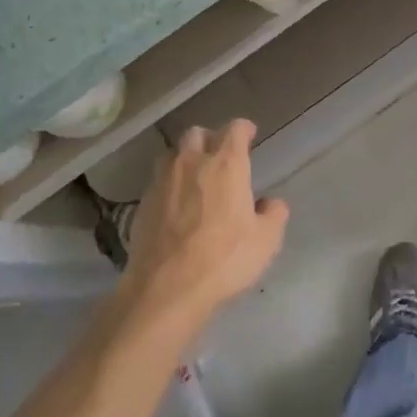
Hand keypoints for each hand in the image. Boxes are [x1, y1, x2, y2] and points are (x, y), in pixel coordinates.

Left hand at [122, 120, 287, 330]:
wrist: (166, 288)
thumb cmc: (224, 259)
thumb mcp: (266, 241)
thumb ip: (273, 215)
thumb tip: (271, 203)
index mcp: (225, 164)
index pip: (234, 129)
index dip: (243, 129)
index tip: (249, 135)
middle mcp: (191, 162)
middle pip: (197, 133)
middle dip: (210, 138)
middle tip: (220, 156)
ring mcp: (162, 181)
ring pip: (172, 154)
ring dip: (185, 159)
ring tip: (194, 178)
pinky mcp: (143, 203)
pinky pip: (158, 181)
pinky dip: (169, 185)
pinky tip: (175, 205)